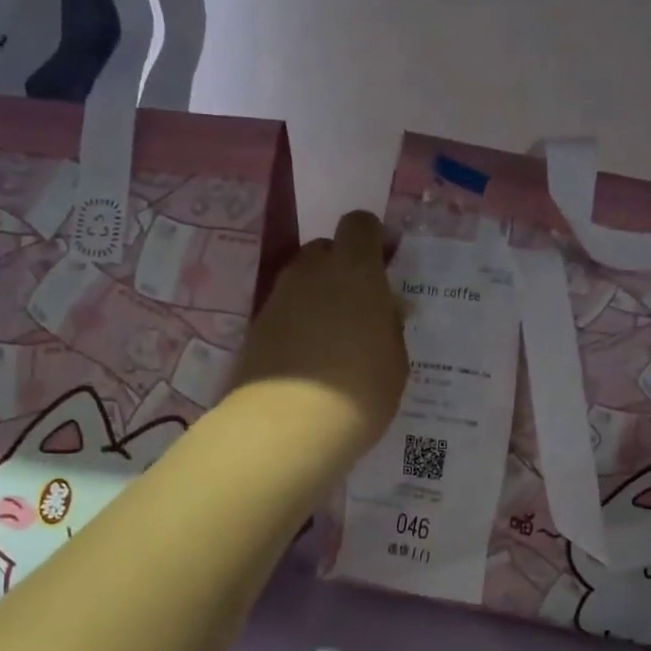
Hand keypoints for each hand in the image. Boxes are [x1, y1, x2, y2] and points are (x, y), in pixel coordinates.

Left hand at [230, 211, 407, 458]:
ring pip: (302, 281)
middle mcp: (312, 273)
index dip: (372, 238)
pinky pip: (284, 311)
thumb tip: (383, 311)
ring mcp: (278, 298)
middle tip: (359, 305)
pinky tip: (308, 357)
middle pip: (325, 249)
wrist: (287, 426)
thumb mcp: (395, 361)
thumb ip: (388, 326)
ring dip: (318, 296)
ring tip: (334, 337)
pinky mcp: (255, 327)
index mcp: (355, 270)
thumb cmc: (360, 391)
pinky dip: (297, 323)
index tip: (384, 264)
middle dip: (342, 268)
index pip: (359, 224)